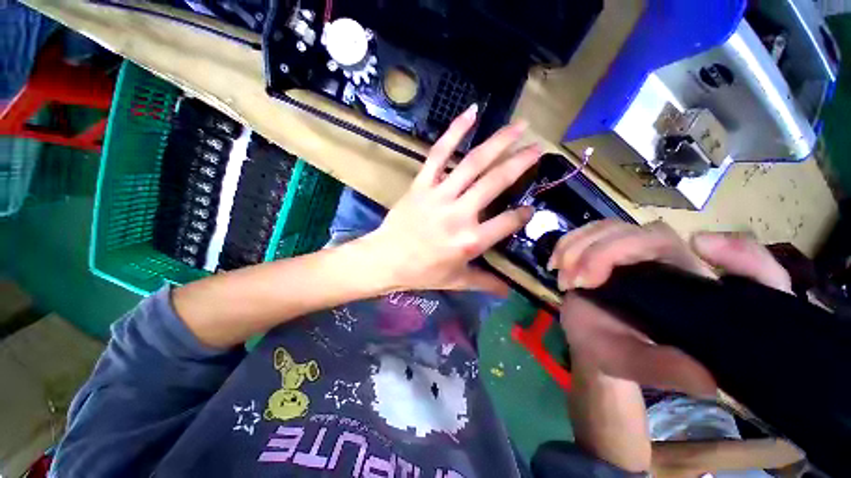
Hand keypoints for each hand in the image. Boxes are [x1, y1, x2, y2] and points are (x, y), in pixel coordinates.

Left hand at [365, 105, 540, 293]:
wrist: (385, 259)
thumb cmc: (422, 273)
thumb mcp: (456, 281)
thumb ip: (484, 282)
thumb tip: (508, 292)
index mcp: (470, 240)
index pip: (508, 222)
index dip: (523, 214)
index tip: (530, 208)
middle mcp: (459, 214)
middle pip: (496, 182)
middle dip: (521, 163)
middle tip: (539, 148)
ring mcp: (440, 195)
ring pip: (473, 163)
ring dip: (498, 142)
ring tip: (519, 126)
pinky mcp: (422, 184)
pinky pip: (438, 153)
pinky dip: (454, 132)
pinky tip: (471, 113)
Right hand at [550, 220, 791, 395]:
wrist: (587, 340)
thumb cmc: (617, 354)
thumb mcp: (638, 366)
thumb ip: (666, 371)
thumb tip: (708, 379)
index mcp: (696, 294)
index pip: (746, 268)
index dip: (741, 253)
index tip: (701, 247)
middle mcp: (674, 266)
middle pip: (652, 235)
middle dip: (605, 253)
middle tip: (577, 282)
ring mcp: (636, 253)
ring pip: (614, 227)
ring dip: (580, 247)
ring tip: (565, 279)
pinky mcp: (607, 247)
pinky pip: (591, 230)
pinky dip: (569, 242)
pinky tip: (556, 262)